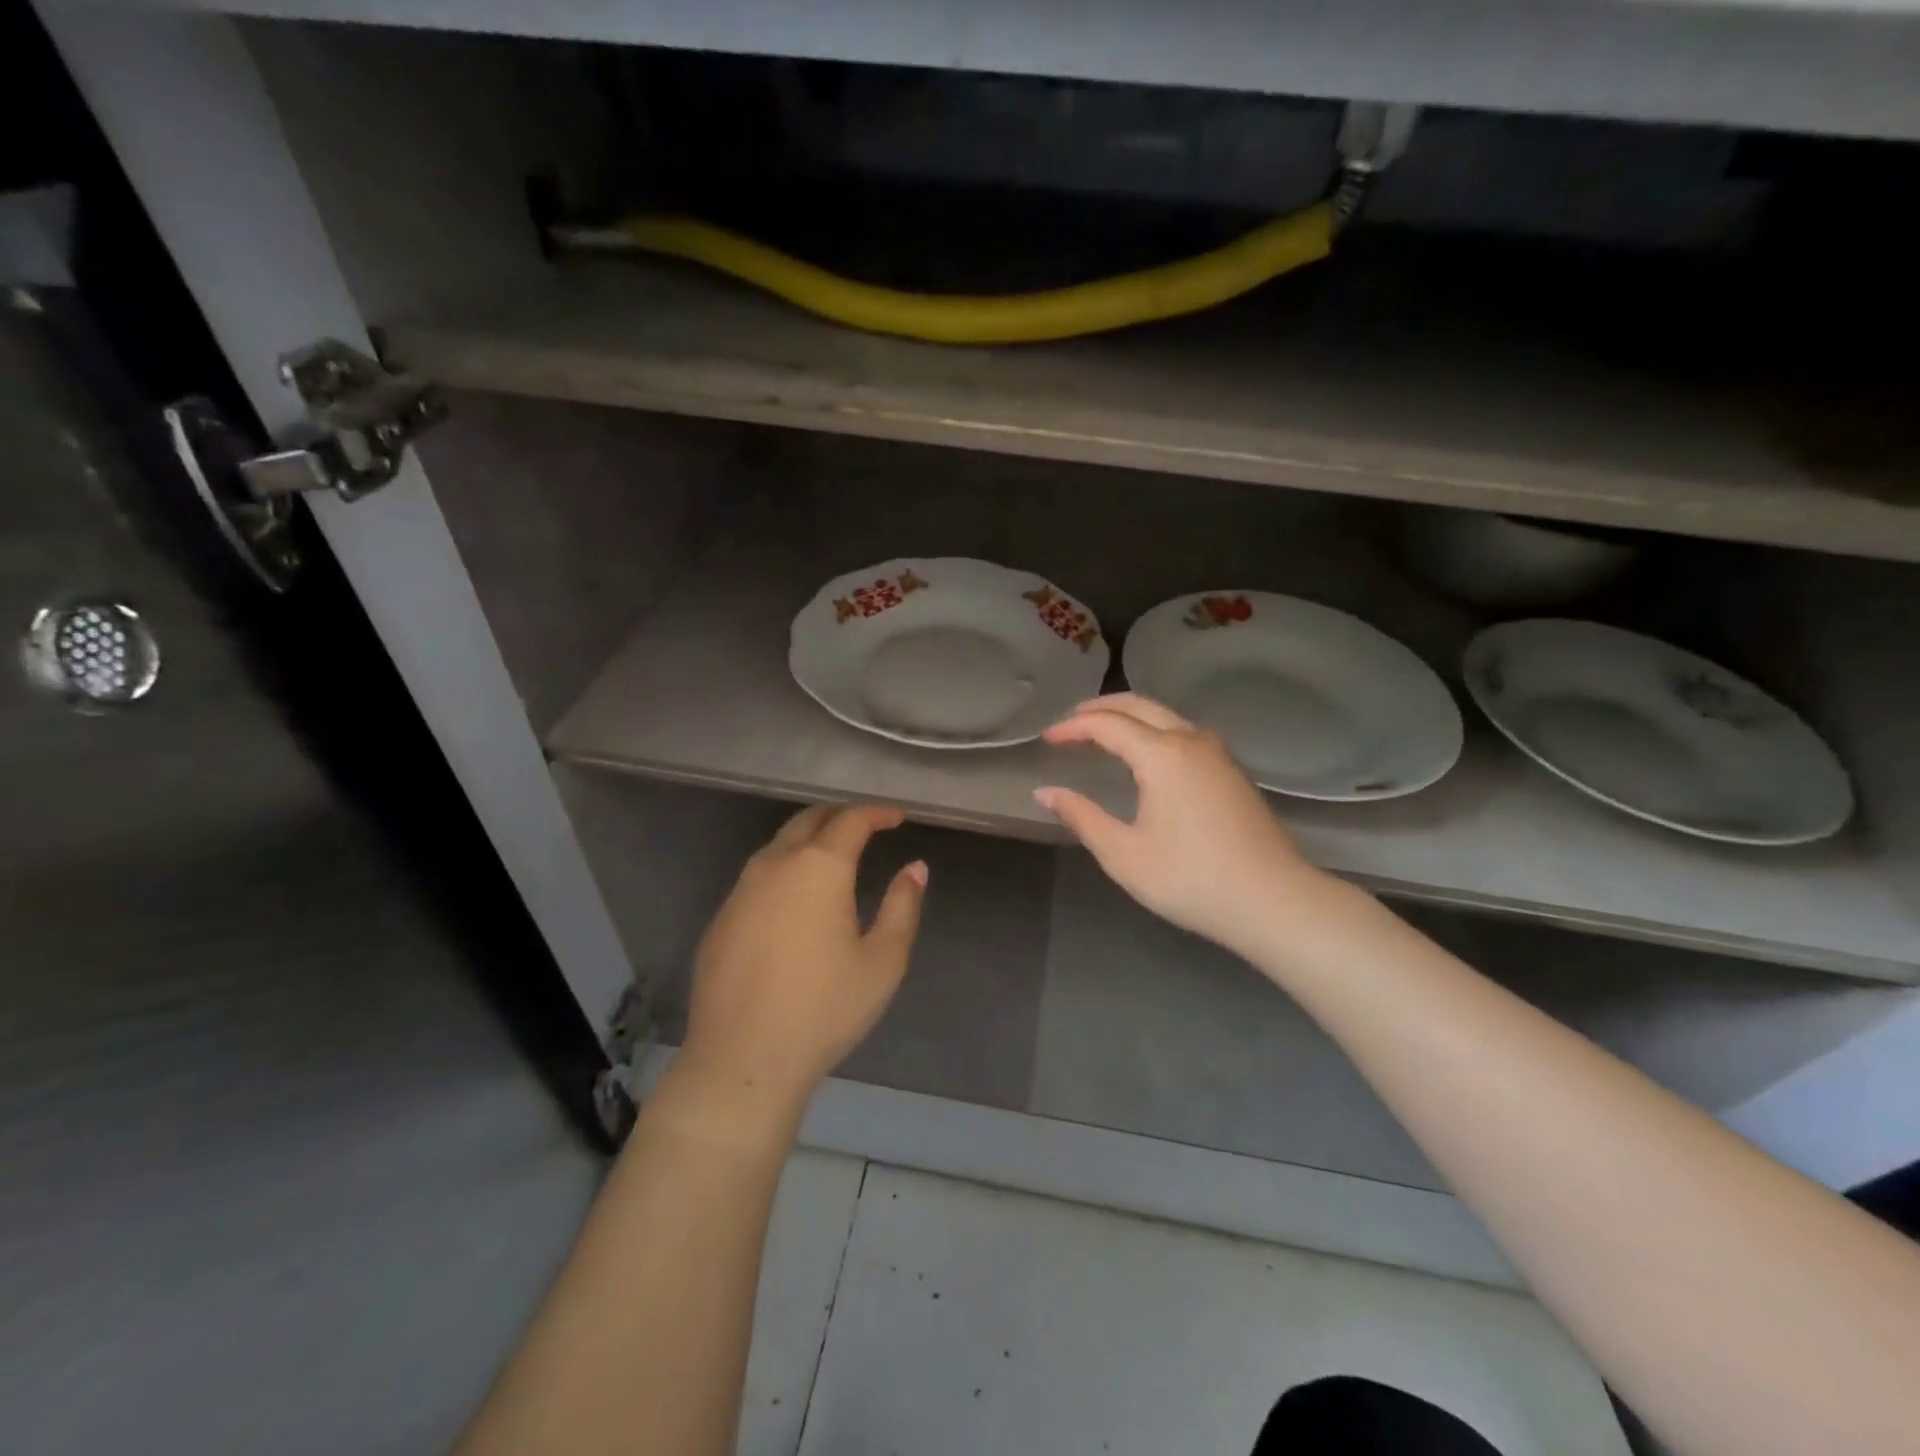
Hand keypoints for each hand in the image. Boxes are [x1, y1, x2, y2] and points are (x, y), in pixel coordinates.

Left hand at [680, 803, 925, 1108]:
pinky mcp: (721, 918)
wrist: (742, 1059)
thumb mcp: (883, 961)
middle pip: (807, 821)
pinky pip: (757, 876)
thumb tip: (915, 867)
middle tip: (865, 826)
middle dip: (838, 816)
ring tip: (832, 855)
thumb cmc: (824, 1009)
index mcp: (819, 867)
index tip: (896, 818)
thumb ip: (903, 906)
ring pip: (777, 845)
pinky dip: (783, 869)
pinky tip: (794, 898)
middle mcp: (775, 865)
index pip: (850, 820)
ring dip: (808, 839)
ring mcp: (740, 890)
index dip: (876, 813)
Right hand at [1035, 693, 1323, 959]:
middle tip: (1071, 722)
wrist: (1273, 901)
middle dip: (1101, 708)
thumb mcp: (1123, 854)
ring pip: (1167, 715)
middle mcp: (1191, 740)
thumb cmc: (1190, 879)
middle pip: (1139, 705)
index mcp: (1162, 755)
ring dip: (1131, 716)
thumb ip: (1082, 817)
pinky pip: (1185, 732)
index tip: (1047, 739)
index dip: (1073, 727)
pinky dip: (1154, 730)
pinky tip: (1146, 755)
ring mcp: (1218, 753)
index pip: (1107, 725)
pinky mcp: (1232, 771)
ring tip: (1103, 733)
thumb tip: (1045, 792)